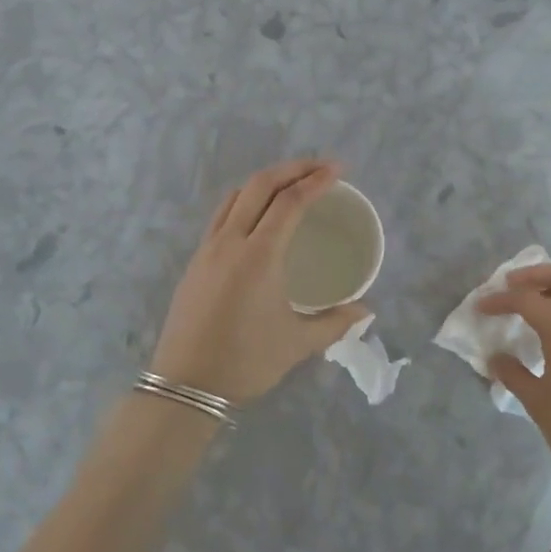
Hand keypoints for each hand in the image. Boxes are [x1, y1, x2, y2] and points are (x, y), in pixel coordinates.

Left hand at [151, 159, 371, 403]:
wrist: (184, 384)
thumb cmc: (244, 362)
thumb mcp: (296, 344)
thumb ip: (334, 323)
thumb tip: (365, 312)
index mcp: (258, 256)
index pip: (289, 202)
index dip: (315, 180)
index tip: (338, 170)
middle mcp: (231, 241)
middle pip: (260, 185)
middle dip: (292, 168)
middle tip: (321, 167)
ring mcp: (208, 248)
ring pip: (236, 195)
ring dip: (266, 180)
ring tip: (291, 183)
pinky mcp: (195, 260)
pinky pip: (222, 214)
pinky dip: (244, 200)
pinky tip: (257, 215)